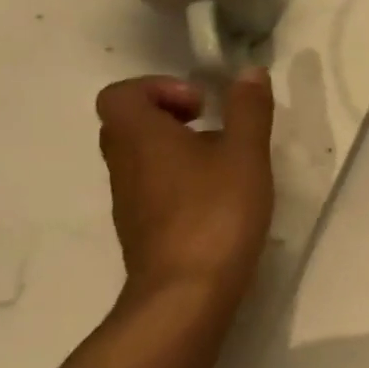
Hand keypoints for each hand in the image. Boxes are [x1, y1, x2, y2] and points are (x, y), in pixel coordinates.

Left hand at [95, 71, 275, 302]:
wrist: (186, 295)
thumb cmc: (215, 213)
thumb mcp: (245, 154)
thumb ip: (248, 109)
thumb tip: (248, 71)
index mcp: (140, 137)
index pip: (120, 94)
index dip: (158, 88)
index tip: (201, 105)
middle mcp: (124, 165)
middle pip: (129, 124)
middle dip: (170, 116)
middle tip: (212, 126)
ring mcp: (128, 202)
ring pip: (141, 158)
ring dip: (176, 149)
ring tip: (223, 163)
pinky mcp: (141, 230)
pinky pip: (151, 188)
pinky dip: (177, 181)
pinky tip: (217, 198)